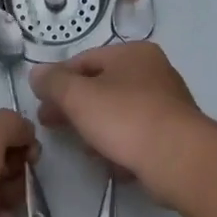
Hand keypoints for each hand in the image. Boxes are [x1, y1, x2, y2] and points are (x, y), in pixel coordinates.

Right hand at [28, 42, 208, 201]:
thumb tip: (36, 73)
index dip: (58, 80)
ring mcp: (166, 104)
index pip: (84, 60)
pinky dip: (120, 146)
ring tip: (82, 149)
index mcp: (133, 53)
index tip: (40, 103)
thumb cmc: (125, 118)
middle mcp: (153, 72)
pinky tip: (109, 163)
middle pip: (101, 87)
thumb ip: (53, 82)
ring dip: (95, 129)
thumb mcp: (78, 96)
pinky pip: (136, 136)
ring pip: (118, 113)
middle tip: (50, 125)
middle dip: (73, 107)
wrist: (180, 159)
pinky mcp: (173, 134)